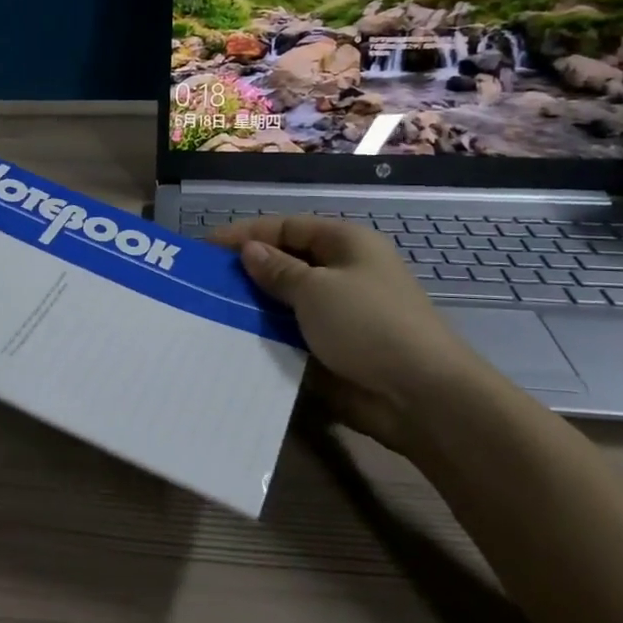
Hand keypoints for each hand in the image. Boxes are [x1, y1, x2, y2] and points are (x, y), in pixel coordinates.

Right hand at [213, 215, 490, 450]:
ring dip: (254, 305)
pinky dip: (267, 334)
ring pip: (286, 300)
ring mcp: (339, 312)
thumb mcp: (316, 289)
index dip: (245, 234)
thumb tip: (249, 252)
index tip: (204, 247)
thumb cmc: (368, 325)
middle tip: (203, 281)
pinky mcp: (333, 347)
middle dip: (247, 270)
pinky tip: (235, 339)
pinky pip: (292, 333)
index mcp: (346, 244)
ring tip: (210, 309)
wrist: (420, 396)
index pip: (286, 227)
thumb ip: (277, 270)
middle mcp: (343, 272)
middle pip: (286, 261)